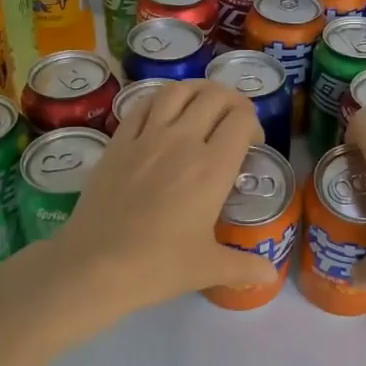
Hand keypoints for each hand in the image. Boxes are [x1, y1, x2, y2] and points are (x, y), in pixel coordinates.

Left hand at [53, 80, 278, 307]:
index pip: (242, 121)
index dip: (254, 126)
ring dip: (198, 91)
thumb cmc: (157, 266)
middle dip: (233, 102)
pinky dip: (161, 100)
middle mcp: (182, 141)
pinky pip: (143, 105)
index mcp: (212, 168)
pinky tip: (164, 113)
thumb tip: (271, 275)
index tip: (253, 145)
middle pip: (215, 97)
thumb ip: (244, 267)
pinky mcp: (118, 141)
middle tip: (235, 121)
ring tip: (204, 105)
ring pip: (178, 90)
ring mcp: (147, 137)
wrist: (95, 265)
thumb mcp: (208, 268)